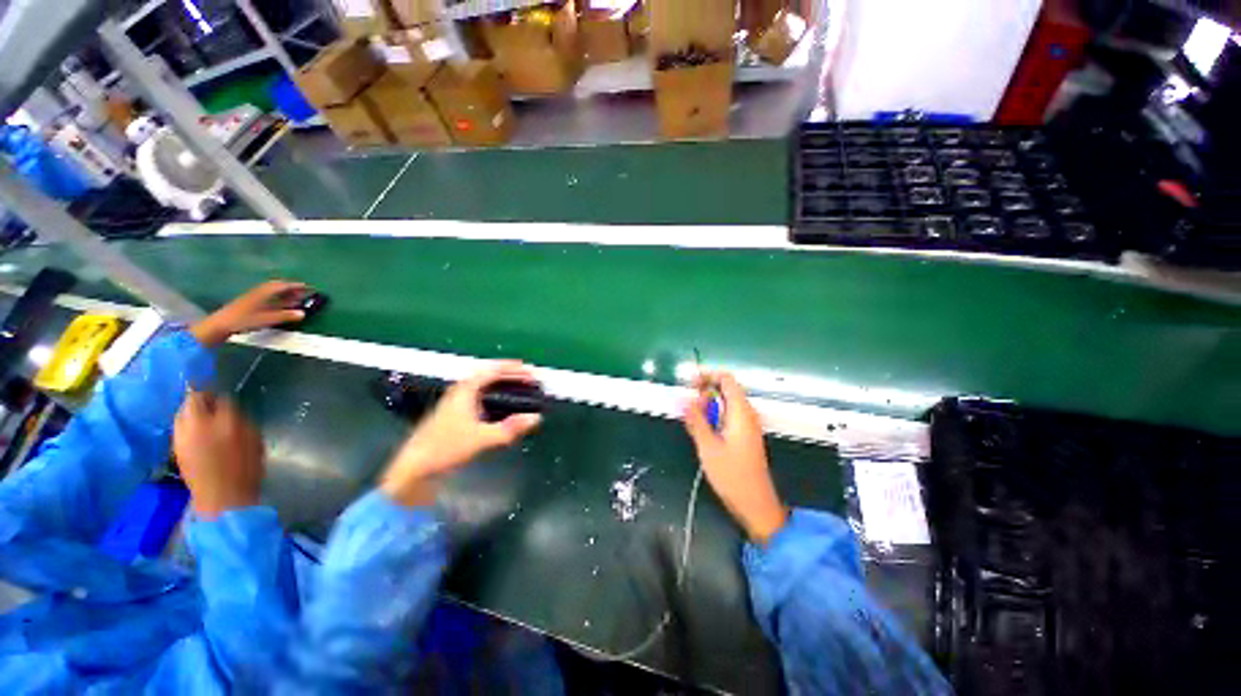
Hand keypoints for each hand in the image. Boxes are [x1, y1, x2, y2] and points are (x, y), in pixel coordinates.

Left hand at [174, 391, 265, 518]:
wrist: (223, 496)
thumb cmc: (246, 468)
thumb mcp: (253, 440)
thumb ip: (241, 422)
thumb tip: (231, 412)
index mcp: (225, 422)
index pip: (221, 399)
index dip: (223, 398)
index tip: (227, 401)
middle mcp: (199, 424)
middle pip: (193, 400)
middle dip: (202, 399)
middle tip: (211, 404)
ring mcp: (182, 436)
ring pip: (181, 413)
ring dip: (191, 411)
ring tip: (202, 418)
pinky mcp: (175, 447)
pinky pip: (178, 427)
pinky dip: (185, 425)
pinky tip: (194, 432)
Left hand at [190, 280, 308, 346]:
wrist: (220, 325)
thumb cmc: (243, 320)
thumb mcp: (266, 319)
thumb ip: (284, 316)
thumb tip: (303, 313)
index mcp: (264, 293)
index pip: (283, 286)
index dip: (297, 286)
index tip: (310, 287)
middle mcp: (260, 292)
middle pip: (278, 287)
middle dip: (291, 288)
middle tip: (304, 292)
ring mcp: (254, 298)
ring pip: (273, 292)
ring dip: (285, 294)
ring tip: (296, 298)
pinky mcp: (250, 304)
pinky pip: (268, 297)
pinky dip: (278, 299)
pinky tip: (282, 304)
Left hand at [380, 362, 542, 506]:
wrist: (415, 467)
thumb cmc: (446, 448)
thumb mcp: (482, 438)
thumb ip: (510, 428)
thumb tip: (535, 418)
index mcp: (466, 389)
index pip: (494, 370)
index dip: (515, 369)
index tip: (532, 372)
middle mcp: (461, 390)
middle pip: (490, 374)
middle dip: (511, 374)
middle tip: (530, 379)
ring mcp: (457, 401)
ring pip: (485, 385)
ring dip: (504, 384)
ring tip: (521, 388)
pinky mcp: (456, 413)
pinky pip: (482, 395)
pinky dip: (496, 394)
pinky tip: (504, 406)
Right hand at [684, 372, 787, 545]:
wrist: (755, 504)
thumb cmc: (732, 475)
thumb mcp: (708, 446)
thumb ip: (695, 419)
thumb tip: (683, 398)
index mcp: (741, 411)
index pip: (726, 379)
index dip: (707, 376)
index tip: (689, 384)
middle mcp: (747, 413)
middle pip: (725, 390)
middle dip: (704, 395)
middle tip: (690, 411)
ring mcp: (747, 424)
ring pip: (725, 404)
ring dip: (707, 408)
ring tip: (695, 426)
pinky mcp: (744, 435)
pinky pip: (727, 416)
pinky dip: (714, 418)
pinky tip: (704, 434)